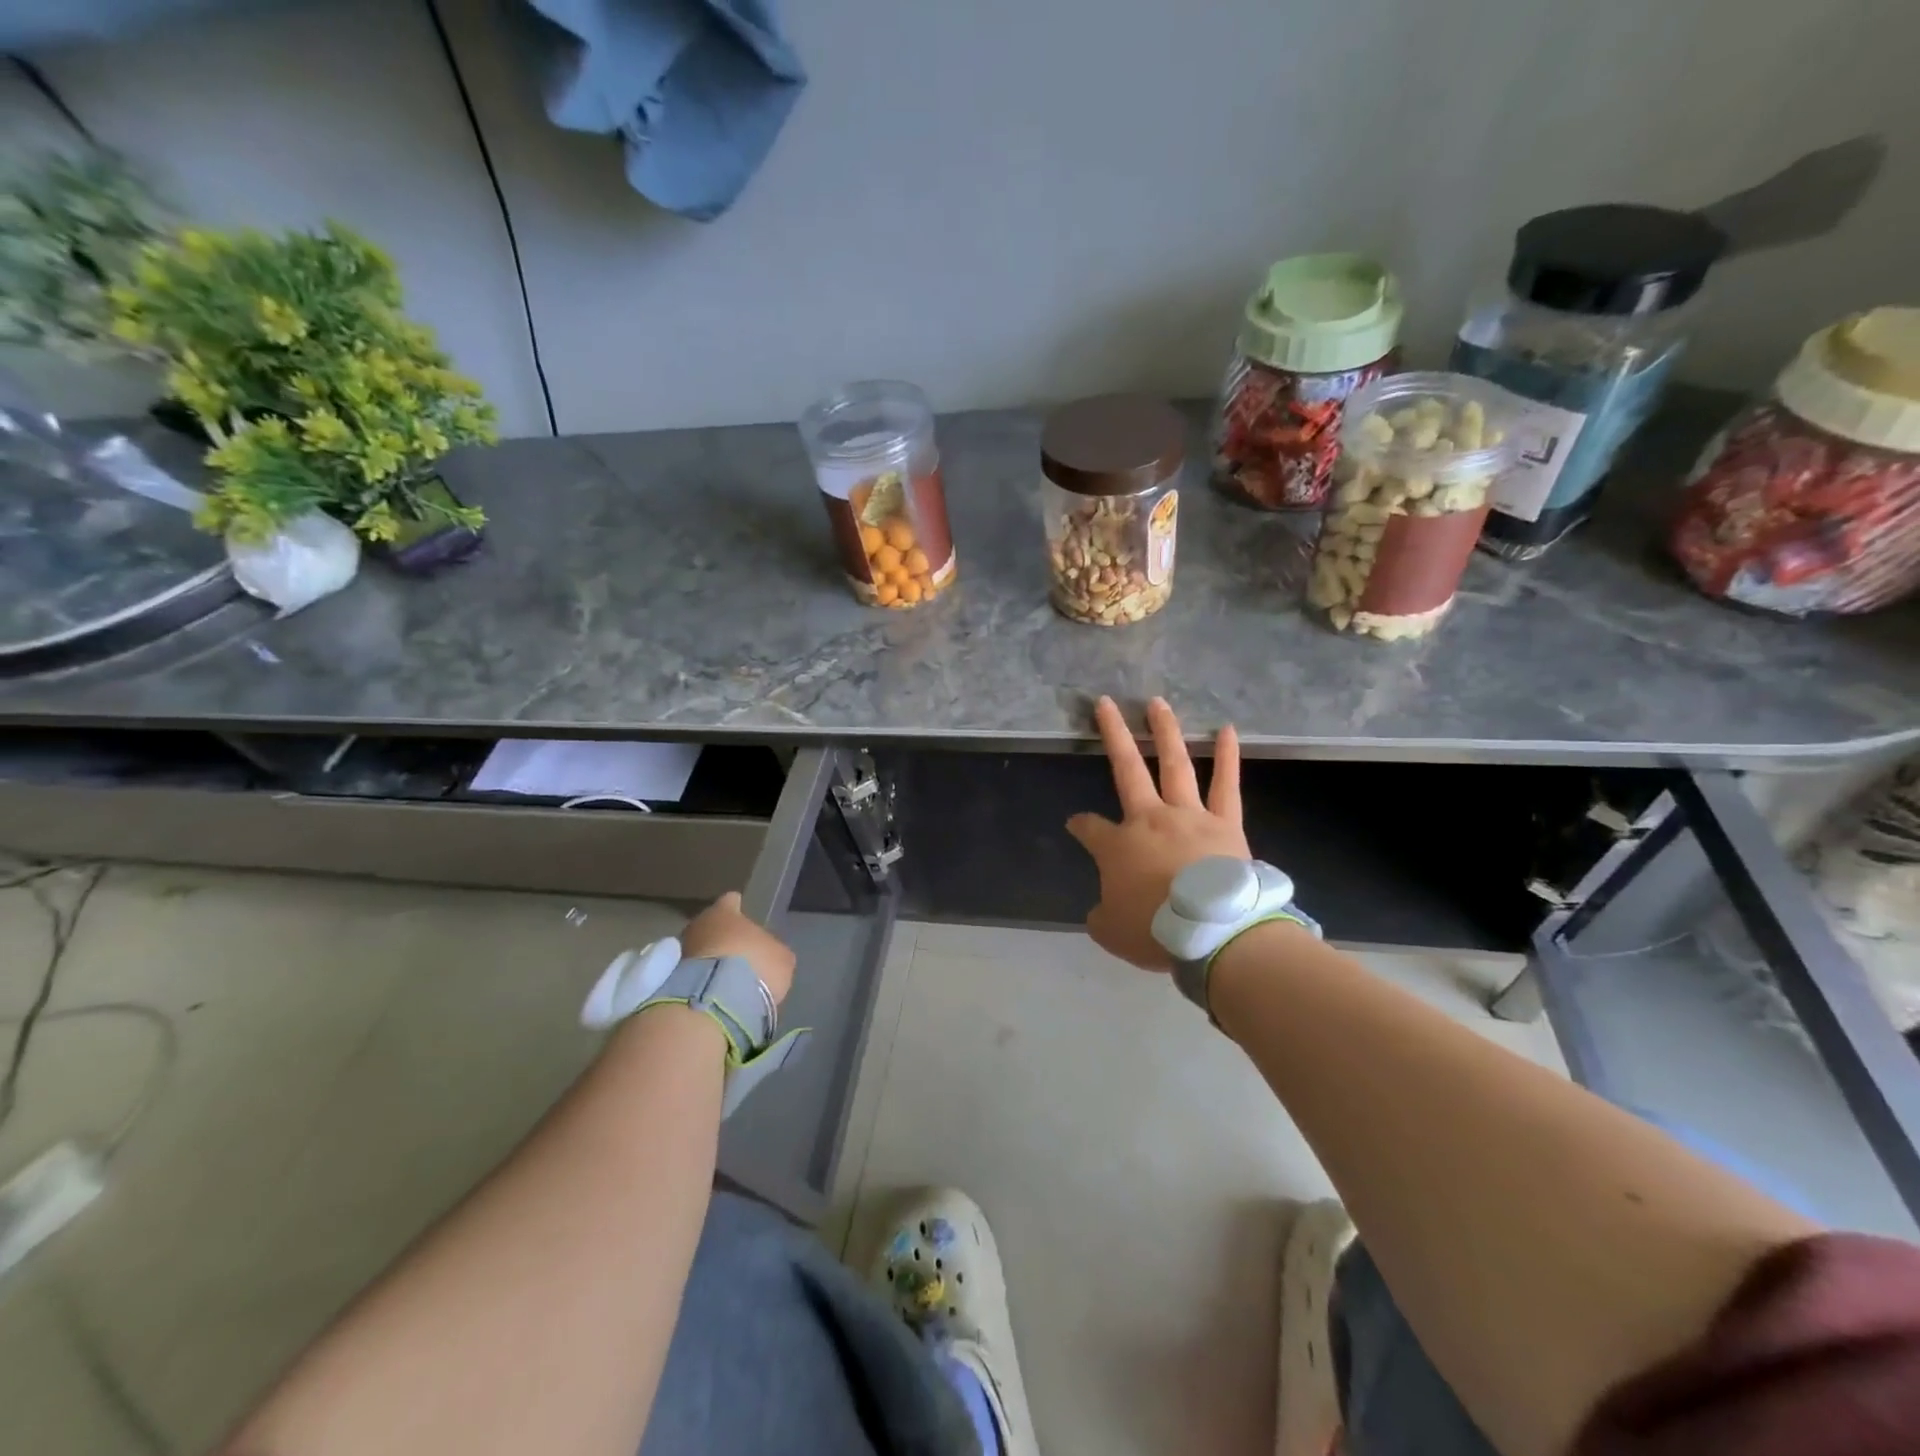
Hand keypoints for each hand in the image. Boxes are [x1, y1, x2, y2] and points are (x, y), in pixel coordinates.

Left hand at [680, 891, 796, 1007]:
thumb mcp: (780, 958)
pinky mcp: (665, 982)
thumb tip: (768, 955)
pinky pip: (685, 979)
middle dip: (718, 940)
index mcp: (724, 912)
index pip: (729, 902)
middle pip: (708, 928)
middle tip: (733, 957)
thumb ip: (771, 951)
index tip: (739, 915)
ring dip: (705, 964)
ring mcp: (677, 953)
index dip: (736, 909)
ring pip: (694, 953)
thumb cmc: (754, 966)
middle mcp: (696, 925)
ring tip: (720, 982)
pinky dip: (695, 985)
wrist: (713, 1003)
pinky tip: (708, 997)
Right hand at [1066, 696, 1249, 970]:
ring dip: (1165, 731)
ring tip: (1158, 703)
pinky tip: (1228, 730)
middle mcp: (1150, 818)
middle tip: (1106, 704)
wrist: (1215, 932)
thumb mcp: (1111, 931)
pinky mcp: (1226, 823)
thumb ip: (1102, 915)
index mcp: (1118, 845)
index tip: (1076, 825)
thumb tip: (1103, 909)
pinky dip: (1227, 757)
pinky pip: (1227, 785)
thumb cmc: (1156, 930)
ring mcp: (1190, 815)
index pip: (1090, 828)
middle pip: (1126, 769)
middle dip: (1114, 734)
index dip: (1080, 825)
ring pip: (1174, 764)